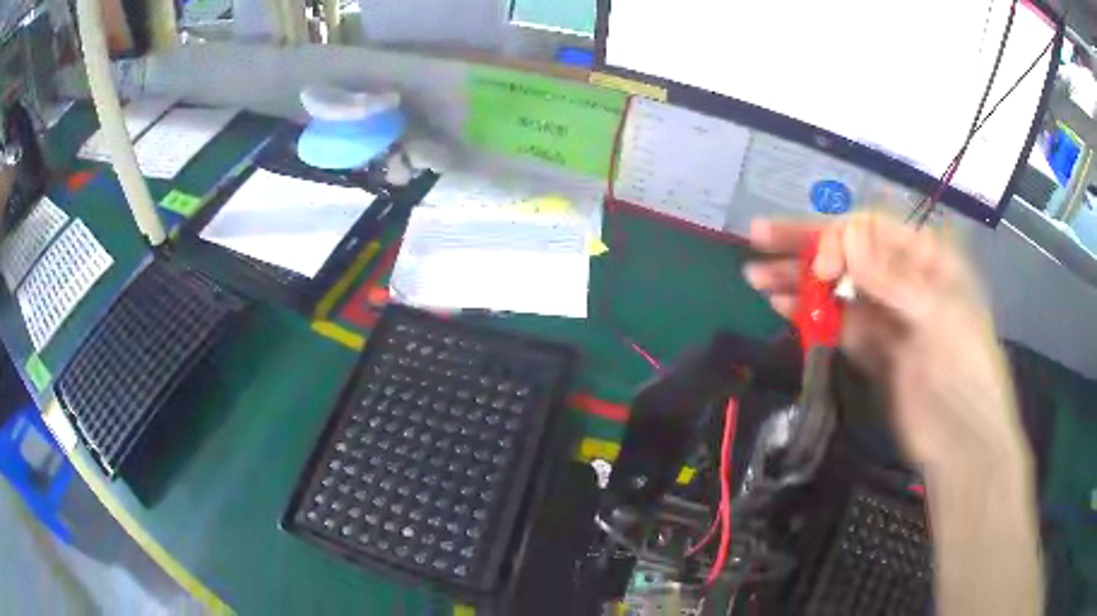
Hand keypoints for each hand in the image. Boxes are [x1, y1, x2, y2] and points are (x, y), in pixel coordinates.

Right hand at [744, 212, 1030, 477]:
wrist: (961, 441)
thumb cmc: (964, 370)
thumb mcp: (937, 315)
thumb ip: (891, 277)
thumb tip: (844, 235)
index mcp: (926, 259)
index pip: (872, 231)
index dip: (837, 239)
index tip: (816, 266)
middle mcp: (904, 280)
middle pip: (849, 255)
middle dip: (804, 248)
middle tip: (757, 239)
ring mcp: (887, 317)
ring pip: (838, 289)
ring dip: (800, 282)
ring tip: (756, 277)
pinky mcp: (872, 351)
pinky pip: (838, 325)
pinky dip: (811, 315)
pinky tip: (783, 307)